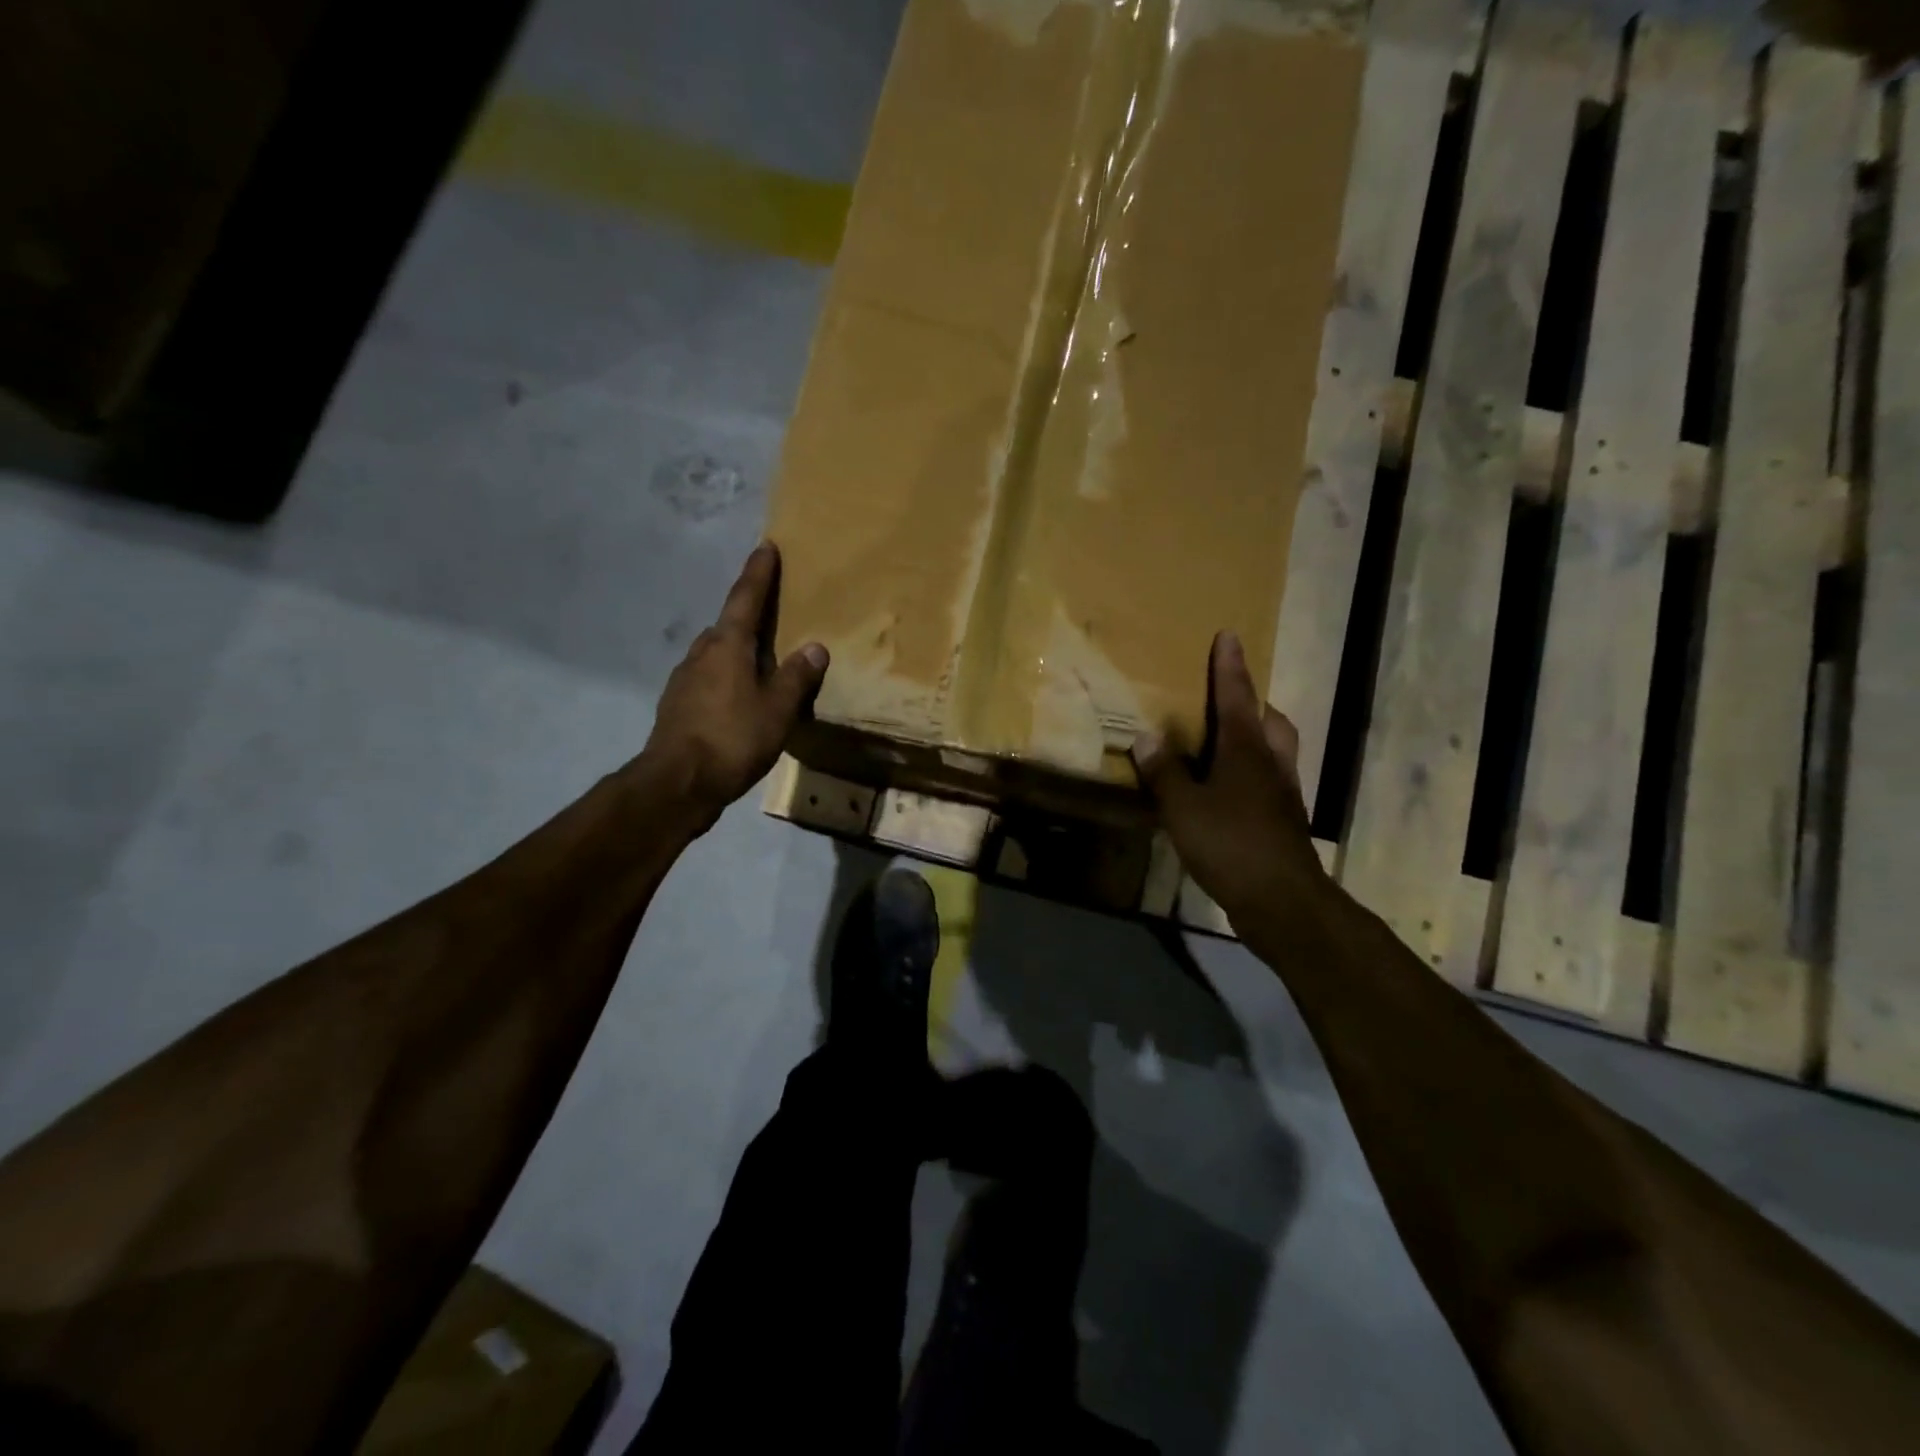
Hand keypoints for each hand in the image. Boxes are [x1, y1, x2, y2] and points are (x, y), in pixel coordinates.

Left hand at [639, 544, 828, 826]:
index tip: (765, 546)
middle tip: (772, 614)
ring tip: (761, 662)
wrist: (677, 783)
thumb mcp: (777, 709)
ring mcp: (684, 679)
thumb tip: (815, 647)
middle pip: (728, 625)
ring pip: (716, 653)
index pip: (746, 599)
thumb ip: (797, 677)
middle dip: (748, 615)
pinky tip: (738, 698)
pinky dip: (726, 678)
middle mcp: (702, 653)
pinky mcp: (678, 705)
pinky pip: (708, 678)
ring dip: (737, 650)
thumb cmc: (733, 738)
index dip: (758, 573)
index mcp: (727, 646)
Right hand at [1132, 631, 1330, 927]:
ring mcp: (1282, 794)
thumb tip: (1145, 737)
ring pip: (1276, 751)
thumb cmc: (1230, 843)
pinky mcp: (1284, 822)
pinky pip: (1270, 782)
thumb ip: (1164, 772)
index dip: (1229, 666)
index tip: (1229, 635)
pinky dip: (1253, 774)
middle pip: (1270, 721)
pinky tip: (1229, 792)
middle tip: (1230, 700)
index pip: (1236, 697)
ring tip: (1228, 743)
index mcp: (1246, 750)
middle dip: (1253, 703)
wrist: (1281, 900)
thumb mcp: (1183, 808)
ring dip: (1257, 738)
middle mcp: (1271, 764)